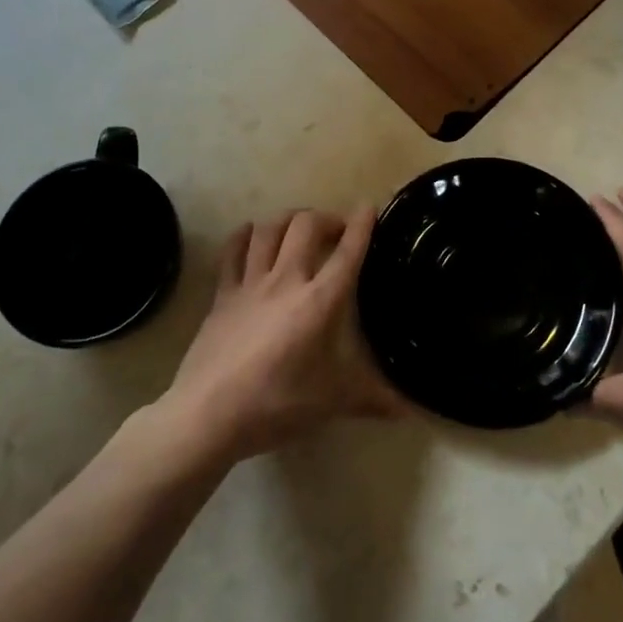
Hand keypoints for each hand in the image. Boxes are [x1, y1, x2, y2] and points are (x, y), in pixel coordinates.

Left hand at [164, 207, 404, 462]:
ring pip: (269, 229)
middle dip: (325, 218)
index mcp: (320, 301)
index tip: (369, 208)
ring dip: (287, 220)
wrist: (209, 413)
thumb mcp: (332, 402)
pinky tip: (250, 234)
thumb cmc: (278, 404)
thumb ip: (374, 399)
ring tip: (298, 227)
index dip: (361, 226)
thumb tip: (413, 412)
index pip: (347, 253)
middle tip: (336, 230)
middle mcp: (287, 280)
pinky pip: (232, 251)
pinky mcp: (222, 294)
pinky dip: (244, 235)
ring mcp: (250, 283)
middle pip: (306, 226)